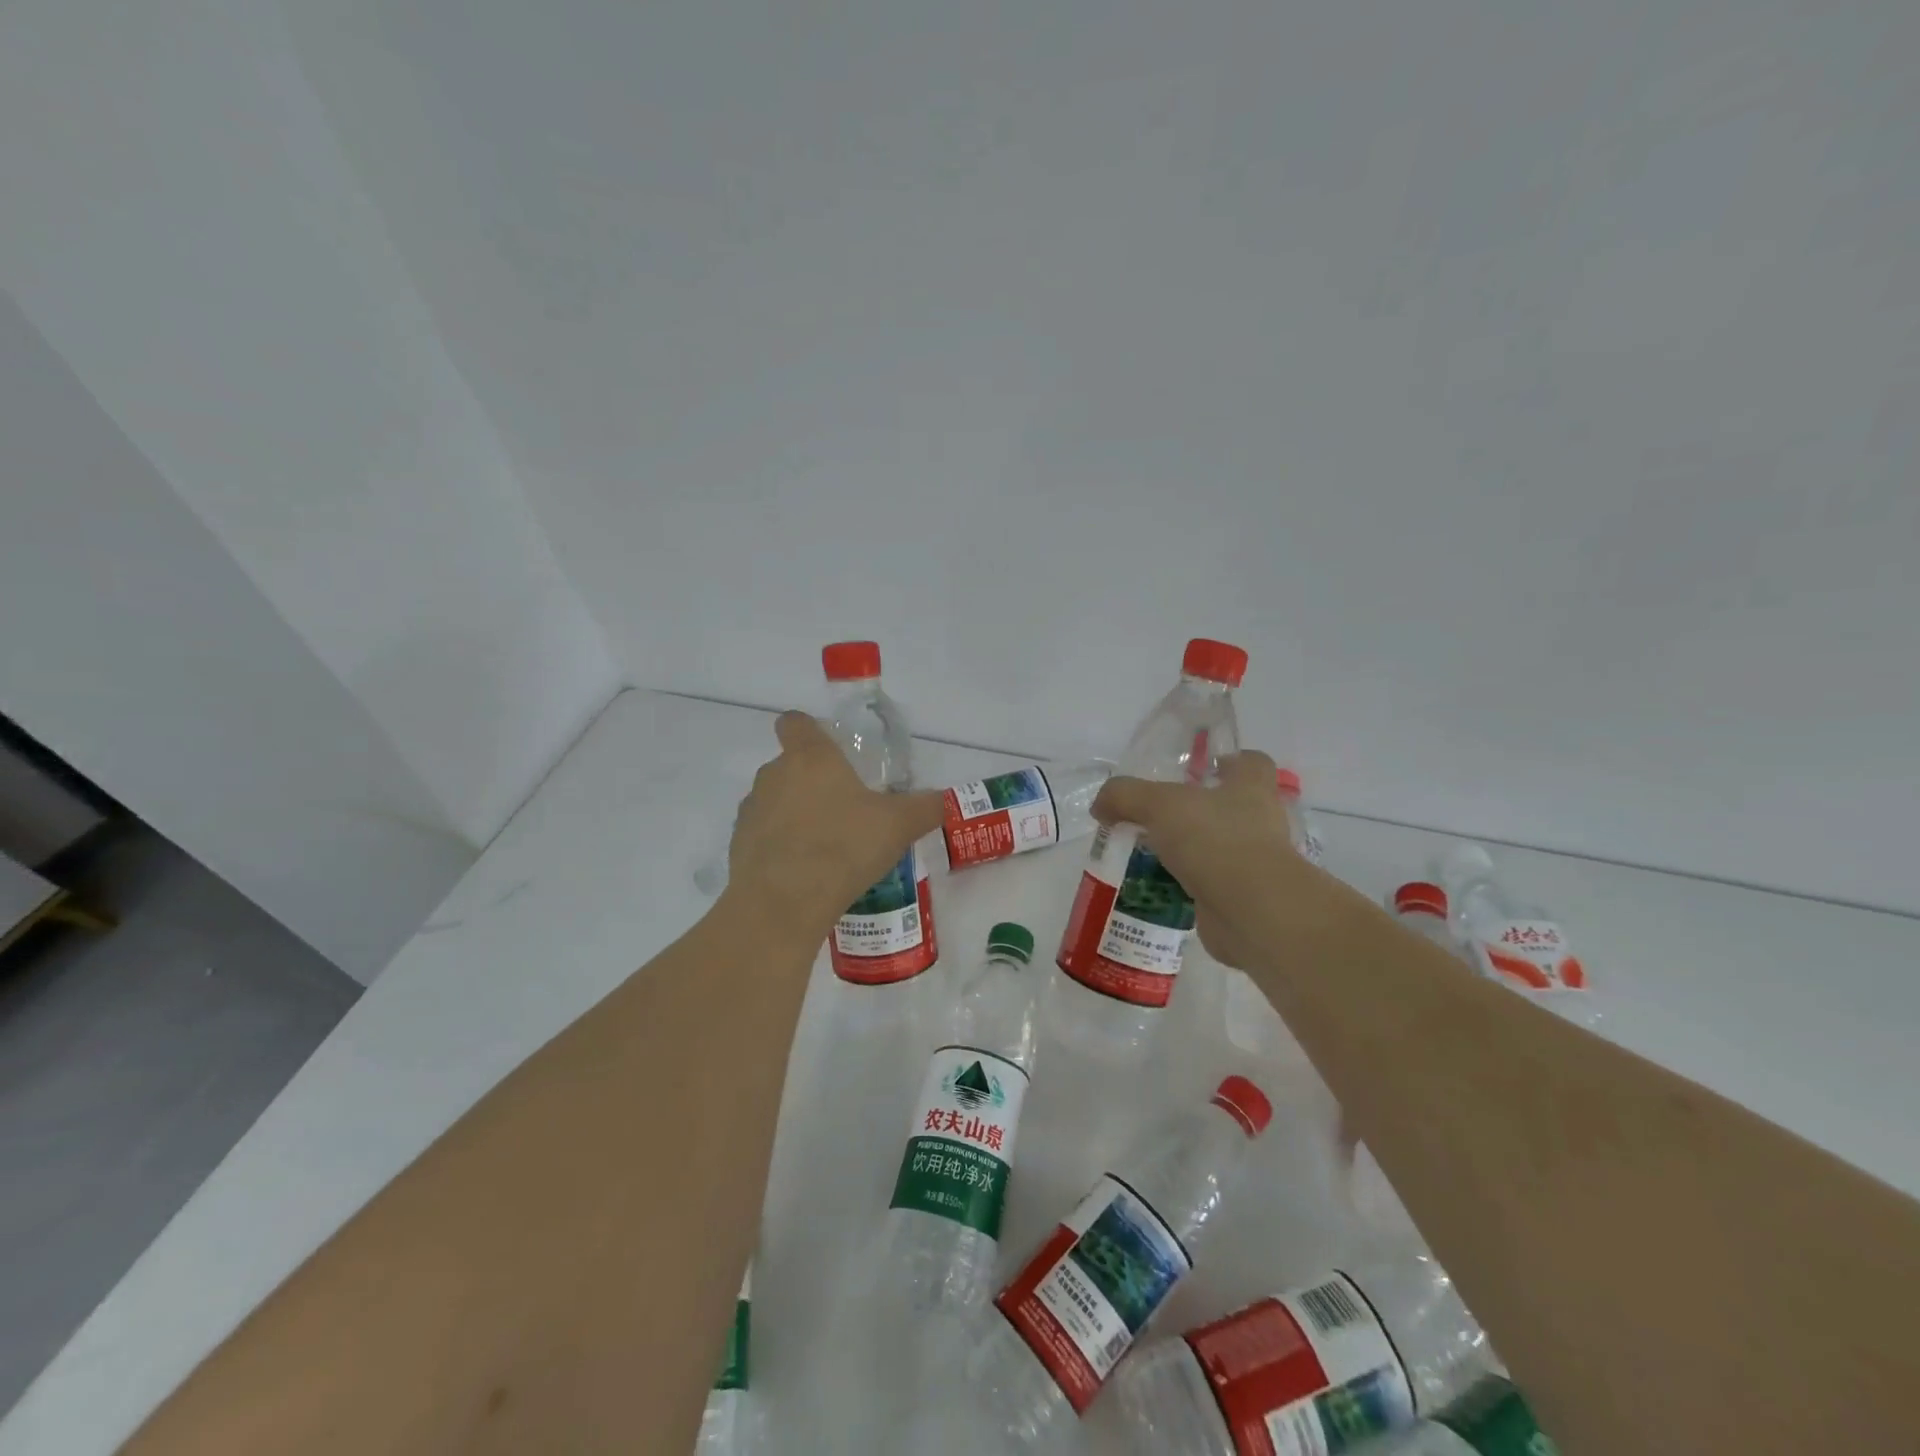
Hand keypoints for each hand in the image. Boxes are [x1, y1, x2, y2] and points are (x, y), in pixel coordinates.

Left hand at [722, 711, 944, 933]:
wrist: (782, 904)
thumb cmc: (843, 847)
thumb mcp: (898, 825)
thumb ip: (925, 807)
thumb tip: (944, 799)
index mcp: (810, 757)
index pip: (795, 722)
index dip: (809, 730)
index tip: (830, 750)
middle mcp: (774, 775)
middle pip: (788, 764)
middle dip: (812, 781)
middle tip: (844, 808)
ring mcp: (751, 811)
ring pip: (774, 801)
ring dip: (794, 814)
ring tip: (825, 846)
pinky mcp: (737, 846)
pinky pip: (762, 836)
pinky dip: (779, 846)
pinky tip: (804, 872)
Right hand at [1090, 751, 1302, 969]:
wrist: (1251, 911)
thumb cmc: (1214, 840)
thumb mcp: (1158, 805)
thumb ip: (1124, 797)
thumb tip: (1101, 806)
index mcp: (1250, 788)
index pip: (1252, 763)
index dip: (1230, 761)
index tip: (1204, 769)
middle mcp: (1259, 822)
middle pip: (1231, 807)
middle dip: (1197, 811)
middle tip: (1158, 814)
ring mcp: (1254, 863)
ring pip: (1217, 847)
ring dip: (1188, 850)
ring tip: (1147, 853)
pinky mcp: (1241, 898)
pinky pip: (1208, 885)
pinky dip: (1185, 885)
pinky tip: (1154, 887)